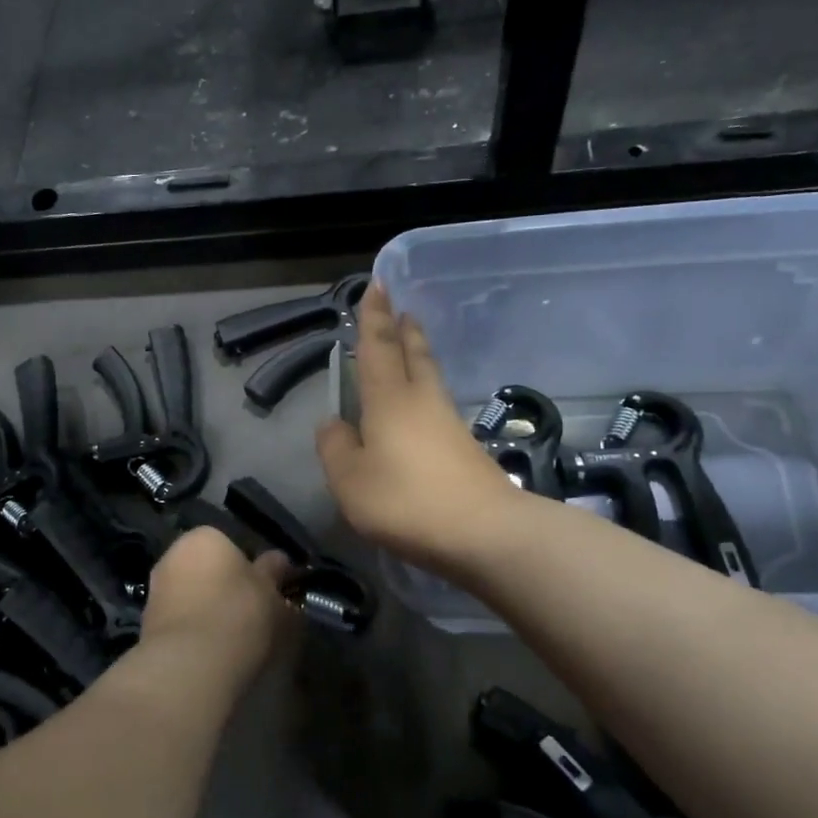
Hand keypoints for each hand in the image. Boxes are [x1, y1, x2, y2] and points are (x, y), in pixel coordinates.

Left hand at [138, 527, 297, 679]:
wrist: (190, 664)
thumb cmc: (239, 614)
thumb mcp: (271, 593)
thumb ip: (273, 573)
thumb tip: (278, 560)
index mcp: (205, 537)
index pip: (231, 545)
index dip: (251, 569)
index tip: (266, 592)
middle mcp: (174, 554)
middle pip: (208, 569)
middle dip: (226, 587)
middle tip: (252, 614)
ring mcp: (156, 589)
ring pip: (192, 595)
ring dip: (209, 610)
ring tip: (234, 638)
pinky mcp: (146, 623)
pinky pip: (180, 620)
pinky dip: (194, 630)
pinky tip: (212, 651)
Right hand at [316, 283, 523, 573]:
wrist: (483, 532)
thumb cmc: (405, 500)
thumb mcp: (349, 480)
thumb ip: (335, 448)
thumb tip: (333, 424)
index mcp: (388, 399)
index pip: (377, 346)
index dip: (374, 316)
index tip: (377, 285)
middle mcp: (421, 400)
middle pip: (413, 354)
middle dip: (404, 330)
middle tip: (401, 310)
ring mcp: (447, 423)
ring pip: (429, 376)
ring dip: (419, 355)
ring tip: (411, 345)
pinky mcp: (465, 447)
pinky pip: (437, 404)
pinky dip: (426, 390)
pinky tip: (421, 407)